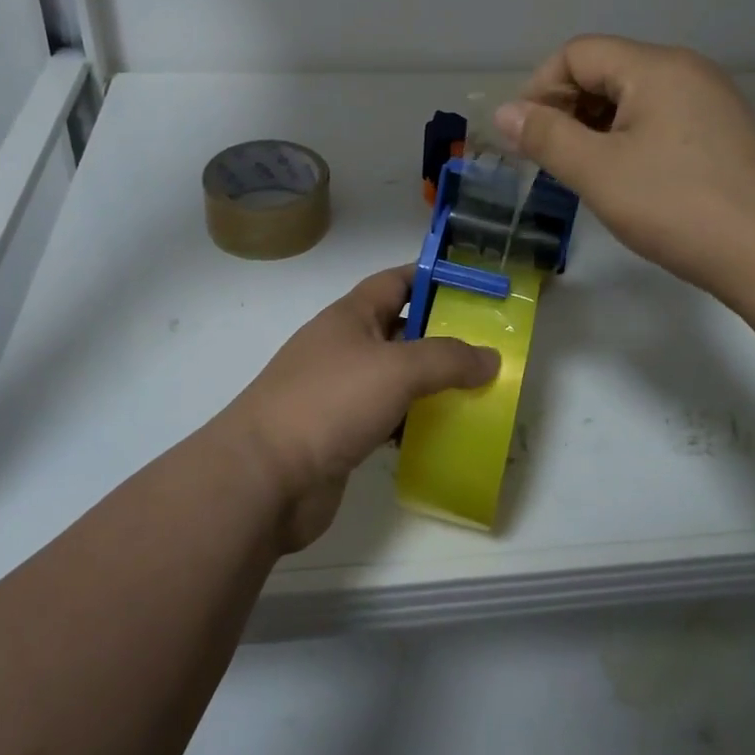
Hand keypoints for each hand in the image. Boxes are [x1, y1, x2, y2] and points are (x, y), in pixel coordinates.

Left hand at [219, 267, 499, 551]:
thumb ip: (447, 359)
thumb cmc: (329, 402)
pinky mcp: (341, 434)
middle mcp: (344, 348)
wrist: (263, 478)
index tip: (474, 284)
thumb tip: (491, 357)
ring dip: (432, 384)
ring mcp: (340, 392)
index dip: (432, 276)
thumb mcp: (396, 369)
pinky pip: (387, 419)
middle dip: (442, 336)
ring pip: (396, 379)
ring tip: (479, 391)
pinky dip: (414, 423)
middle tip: (489, 345)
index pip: (396, 281)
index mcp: (351, 316)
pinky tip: (445, 434)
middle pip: (401, 331)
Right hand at [494, 35, 754, 295]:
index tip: (526, 137)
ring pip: (631, 98)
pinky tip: (624, 178)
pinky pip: (658, 119)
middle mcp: (685, 71)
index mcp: (655, 68)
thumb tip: (504, 113)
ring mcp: (709, 101)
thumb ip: (545, 136)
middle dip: (566, 109)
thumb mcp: (597, 172)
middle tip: (549, 159)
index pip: (577, 53)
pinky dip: (627, 139)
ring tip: (582, 173)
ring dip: (594, 127)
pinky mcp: (721, 132)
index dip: (541, 89)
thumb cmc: (676, 206)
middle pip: (605, 71)